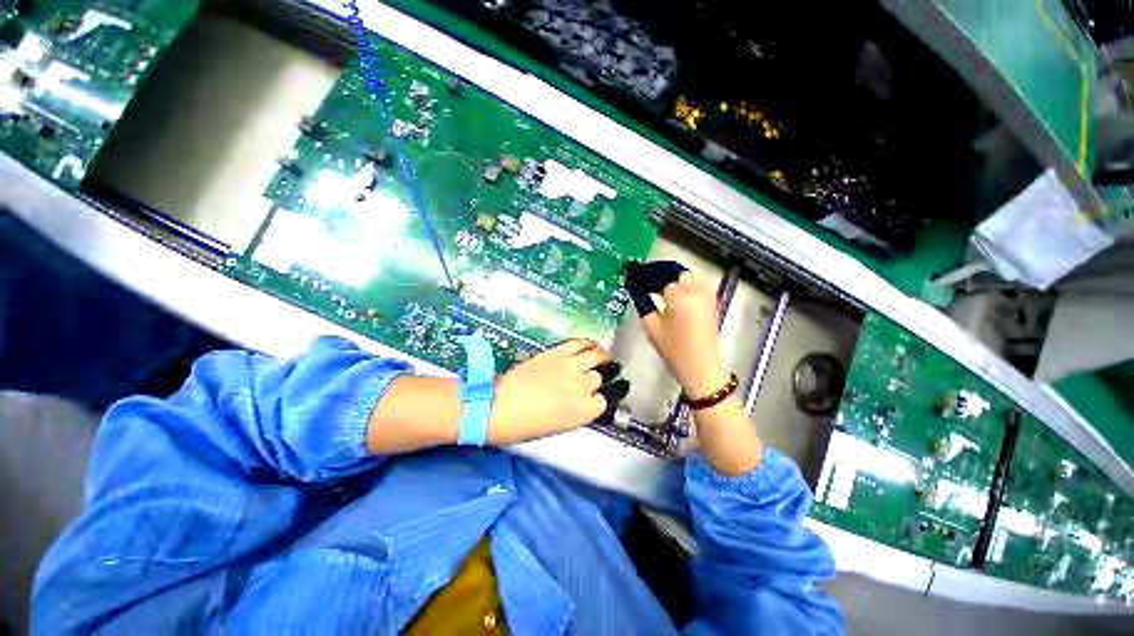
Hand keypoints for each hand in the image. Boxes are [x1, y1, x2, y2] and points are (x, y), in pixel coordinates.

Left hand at [488, 340, 629, 443]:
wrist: (497, 406)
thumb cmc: (523, 425)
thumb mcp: (558, 427)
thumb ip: (577, 412)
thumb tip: (584, 402)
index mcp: (582, 411)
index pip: (605, 400)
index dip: (604, 397)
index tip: (604, 394)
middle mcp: (581, 386)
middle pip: (602, 376)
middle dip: (605, 375)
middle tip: (607, 373)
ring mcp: (570, 366)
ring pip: (597, 355)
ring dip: (603, 356)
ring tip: (604, 357)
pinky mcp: (556, 352)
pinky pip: (579, 343)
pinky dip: (588, 343)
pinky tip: (590, 345)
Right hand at [626, 262, 730, 398]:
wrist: (701, 367)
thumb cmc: (674, 349)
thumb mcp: (651, 326)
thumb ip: (644, 303)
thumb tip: (637, 290)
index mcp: (679, 295)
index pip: (659, 277)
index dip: (645, 276)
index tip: (634, 277)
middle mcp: (695, 290)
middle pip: (675, 272)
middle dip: (660, 274)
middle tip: (645, 281)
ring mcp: (706, 295)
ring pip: (688, 276)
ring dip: (673, 278)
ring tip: (657, 286)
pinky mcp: (712, 302)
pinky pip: (696, 284)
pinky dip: (684, 284)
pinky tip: (673, 293)